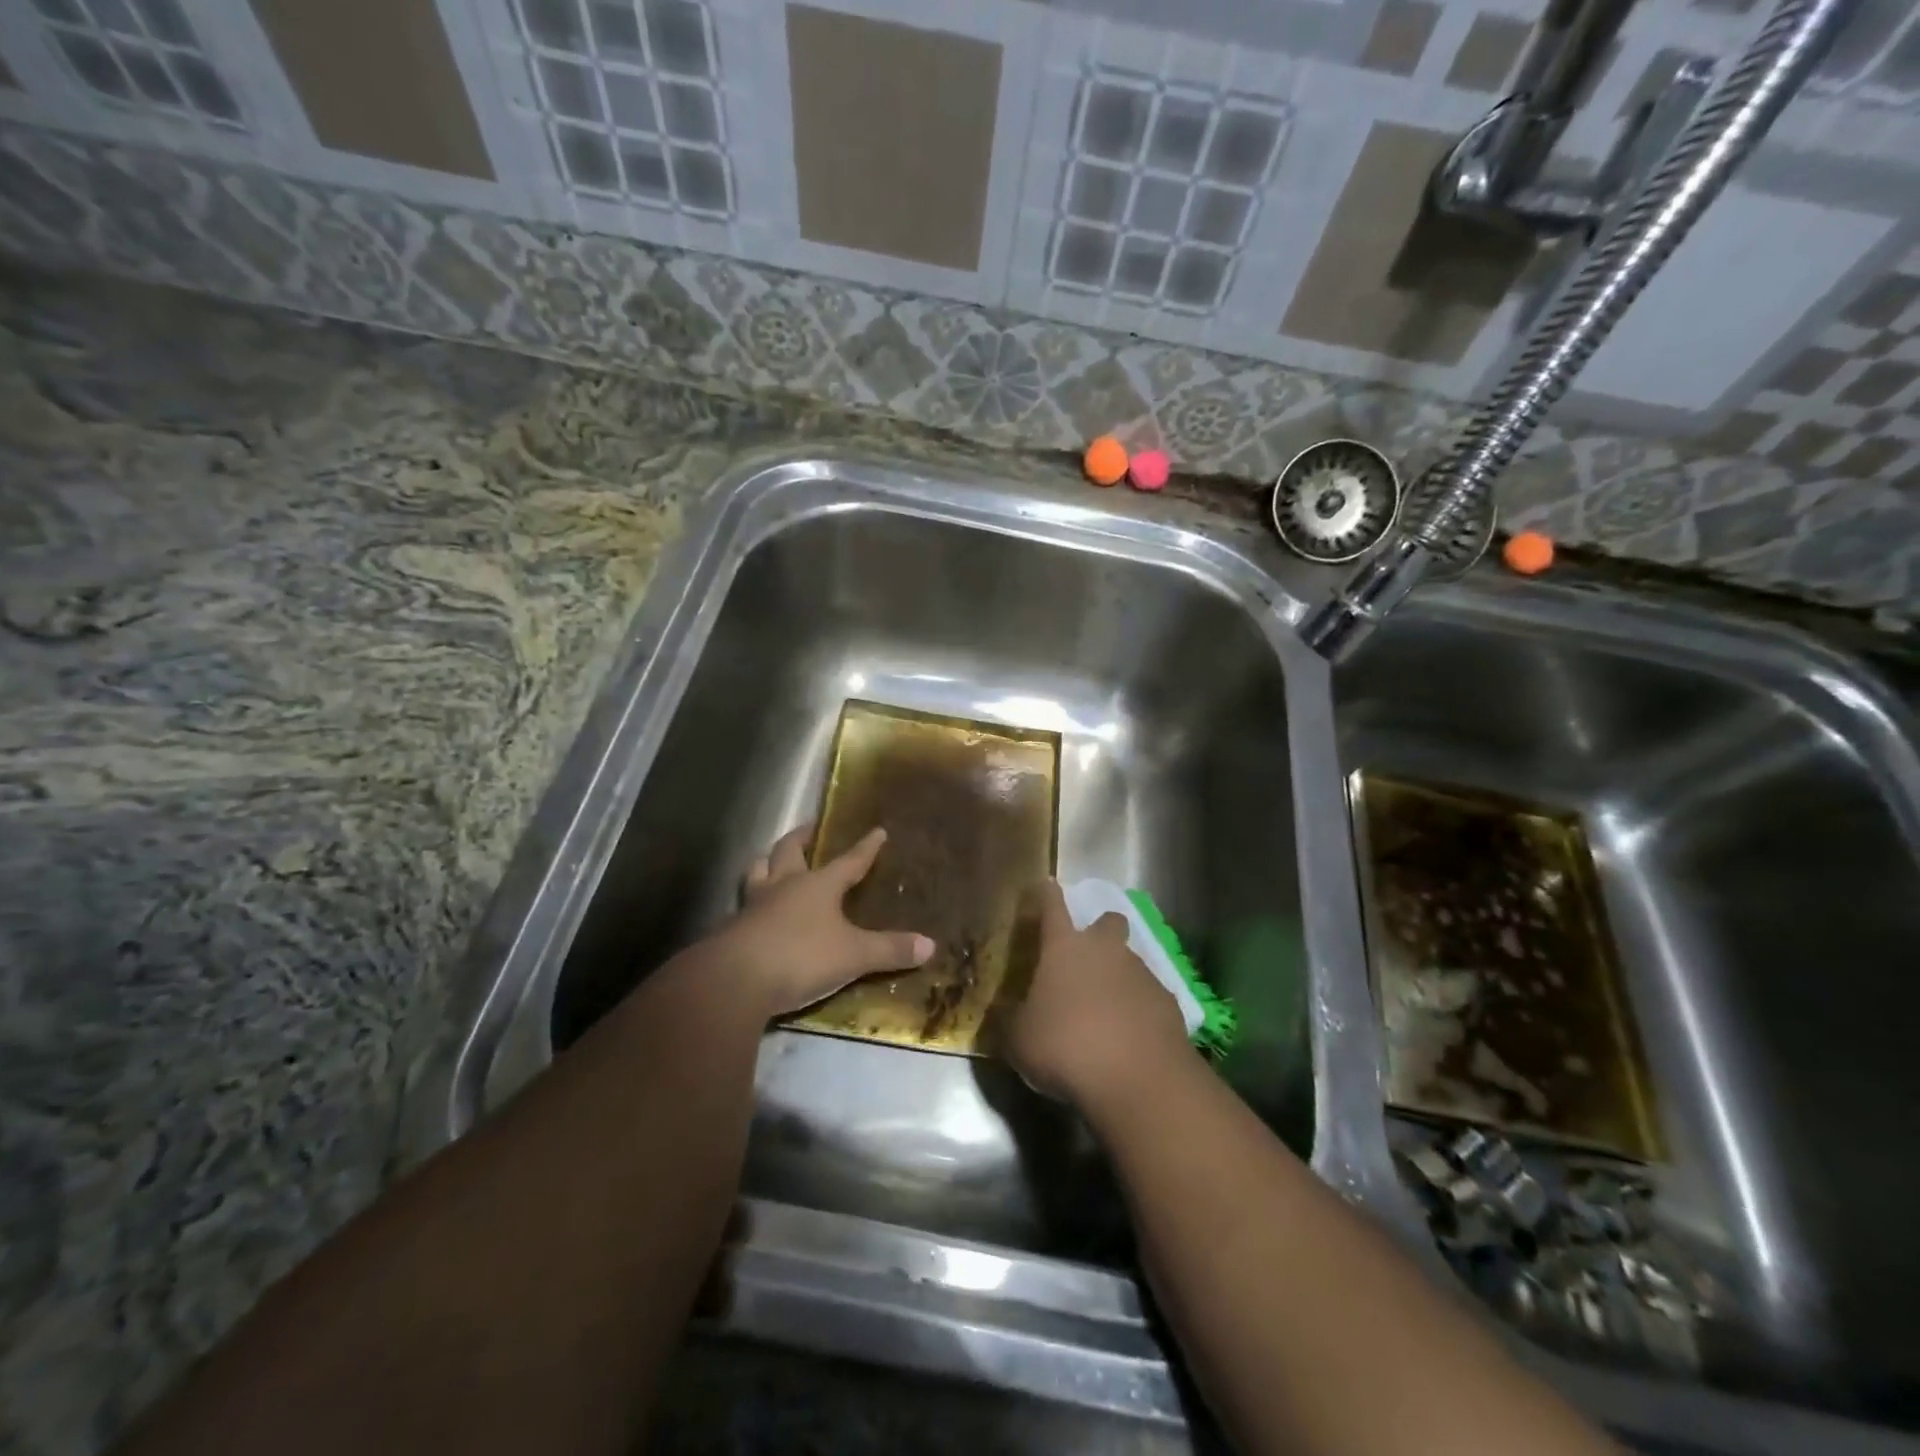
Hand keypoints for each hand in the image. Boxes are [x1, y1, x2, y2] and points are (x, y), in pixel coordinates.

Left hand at [717, 824, 934, 1017]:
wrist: (733, 981)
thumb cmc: (800, 957)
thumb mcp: (853, 956)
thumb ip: (889, 950)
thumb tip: (930, 945)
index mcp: (817, 885)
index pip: (848, 861)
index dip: (865, 848)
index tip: (877, 831)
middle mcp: (784, 886)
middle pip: (789, 851)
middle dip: (802, 837)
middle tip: (809, 828)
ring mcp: (753, 906)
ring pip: (758, 871)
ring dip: (767, 863)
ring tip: (772, 861)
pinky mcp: (731, 929)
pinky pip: (743, 904)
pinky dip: (752, 901)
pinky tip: (755, 912)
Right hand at [1008, 880, 1193, 1108]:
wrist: (1138, 1080)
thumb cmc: (1066, 1047)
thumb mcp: (1019, 1039)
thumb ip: (1011, 1019)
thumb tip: (1004, 1012)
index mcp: (1064, 947)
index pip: (1052, 905)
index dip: (1046, 895)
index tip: (1044, 887)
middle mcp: (1104, 949)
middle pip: (1107, 922)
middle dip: (1098, 932)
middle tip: (1083, 960)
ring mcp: (1141, 973)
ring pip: (1129, 961)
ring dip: (1117, 977)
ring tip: (1103, 1013)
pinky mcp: (1168, 1002)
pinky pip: (1148, 996)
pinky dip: (1138, 1009)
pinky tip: (1128, 1038)